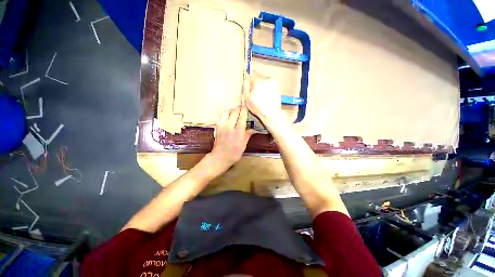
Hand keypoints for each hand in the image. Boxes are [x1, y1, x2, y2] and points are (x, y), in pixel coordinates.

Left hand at [210, 106, 254, 169]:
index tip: (247, 105)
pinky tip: (227, 116)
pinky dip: (224, 114)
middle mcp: (229, 127)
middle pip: (234, 112)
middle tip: (242, 106)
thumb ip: (248, 135)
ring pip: (226, 113)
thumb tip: (254, 129)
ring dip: (231, 110)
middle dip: (238, 108)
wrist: (220, 157)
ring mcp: (222, 127)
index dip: (244, 110)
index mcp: (238, 132)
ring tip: (235, 111)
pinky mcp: (217, 128)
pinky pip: (220, 117)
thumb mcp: (244, 145)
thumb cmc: (234, 153)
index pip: (242, 117)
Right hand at [244, 73, 282, 124]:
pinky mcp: (277, 87)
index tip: (249, 84)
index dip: (249, 80)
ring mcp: (273, 83)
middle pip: (258, 76)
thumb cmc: (260, 108)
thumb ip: (245, 87)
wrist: (271, 114)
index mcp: (259, 81)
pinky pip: (269, 85)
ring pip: (264, 81)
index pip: (252, 74)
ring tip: (260, 96)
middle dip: (255, 83)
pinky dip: (266, 89)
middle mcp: (267, 80)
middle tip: (254, 92)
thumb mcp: (247, 98)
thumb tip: (246, 81)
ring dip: (261, 86)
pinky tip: (265, 96)